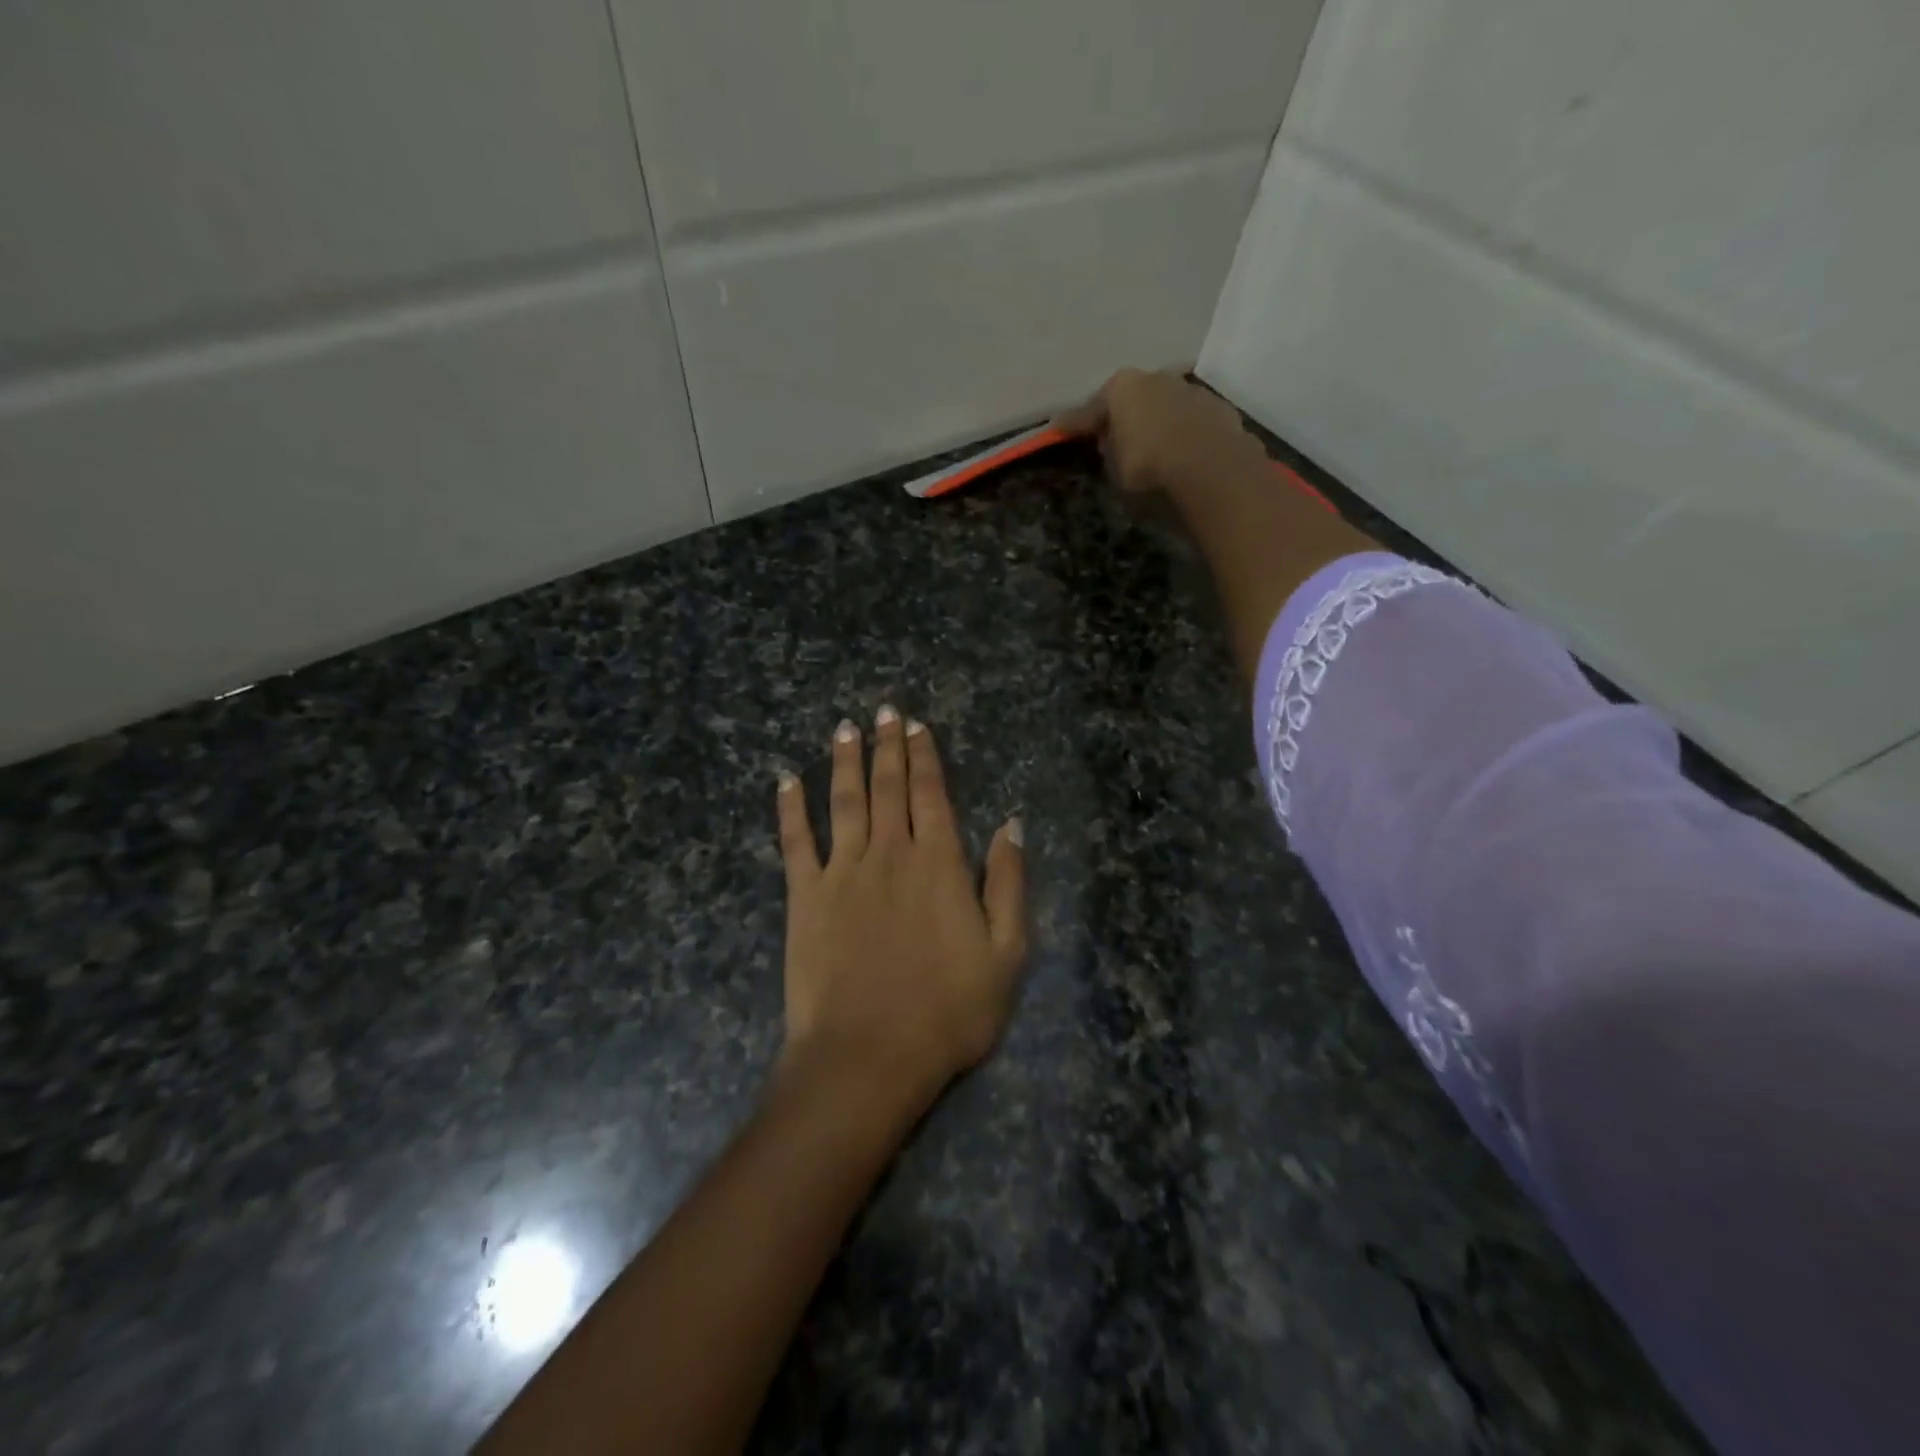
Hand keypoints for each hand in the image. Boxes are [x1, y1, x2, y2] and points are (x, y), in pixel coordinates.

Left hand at [775, 707, 1026, 1110]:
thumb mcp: (1007, 953)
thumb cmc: (948, 1010)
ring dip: (845, 762)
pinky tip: (786, 780)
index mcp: (939, 863)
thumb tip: (1013, 824)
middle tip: (884, 711)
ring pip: (845, 802)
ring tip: (845, 728)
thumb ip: (1009, 883)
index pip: (931, 794)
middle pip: (888, 787)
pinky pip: (795, 842)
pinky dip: (790, 809)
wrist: (869, 1056)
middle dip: (888, 746)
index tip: (918, 725)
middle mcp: (890, 854)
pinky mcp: (804, 897)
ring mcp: (843, 872)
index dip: (925, 756)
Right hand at [1054, 367, 1267, 498]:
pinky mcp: (1222, 412)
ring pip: (1167, 408)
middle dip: (1125, 418)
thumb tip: (1110, 442)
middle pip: (1135, 400)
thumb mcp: (1114, 469)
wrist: (1213, 474)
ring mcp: (1193, 392)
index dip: (1076, 424)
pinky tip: (1183, 457)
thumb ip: (1109, 451)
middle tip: (1115, 441)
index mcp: (1123, 387)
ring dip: (1159, 426)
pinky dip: (1185, 437)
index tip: (1060, 430)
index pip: (1092, 408)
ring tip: (1154, 452)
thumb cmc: (1148, 470)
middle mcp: (1158, 379)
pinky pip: (1192, 425)